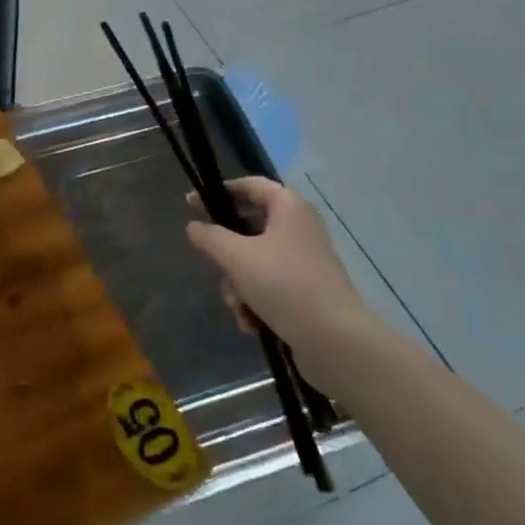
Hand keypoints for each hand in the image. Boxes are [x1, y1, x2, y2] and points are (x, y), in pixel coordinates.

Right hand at [185, 177, 395, 389]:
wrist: (334, 339)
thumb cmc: (283, 284)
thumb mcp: (235, 257)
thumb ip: (209, 236)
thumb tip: (194, 226)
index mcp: (288, 207)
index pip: (249, 185)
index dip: (219, 192)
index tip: (190, 205)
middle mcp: (299, 227)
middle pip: (247, 228)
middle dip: (226, 254)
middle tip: (212, 265)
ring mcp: (303, 259)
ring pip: (253, 260)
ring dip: (238, 285)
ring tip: (239, 307)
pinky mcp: (306, 288)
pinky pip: (268, 284)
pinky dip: (255, 301)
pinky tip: (252, 323)